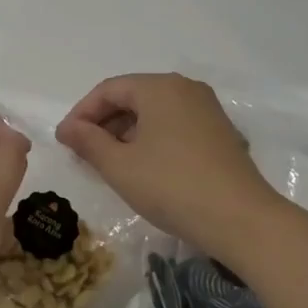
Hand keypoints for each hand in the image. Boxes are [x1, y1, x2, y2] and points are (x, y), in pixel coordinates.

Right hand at [56, 73, 282, 261]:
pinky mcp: (221, 133)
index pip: (109, 90)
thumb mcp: (120, 166)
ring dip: (127, 133)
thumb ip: (88, 142)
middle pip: (133, 97)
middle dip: (104, 123)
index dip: (82, 113)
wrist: (242, 220)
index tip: (65, 141)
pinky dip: (152, 140)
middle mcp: (185, 89)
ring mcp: (207, 110)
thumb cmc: (172, 186)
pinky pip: (175, 126)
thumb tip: (68, 128)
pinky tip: (144, 168)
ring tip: (110, 164)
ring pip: (155, 113)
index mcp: (159, 87)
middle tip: (83, 153)